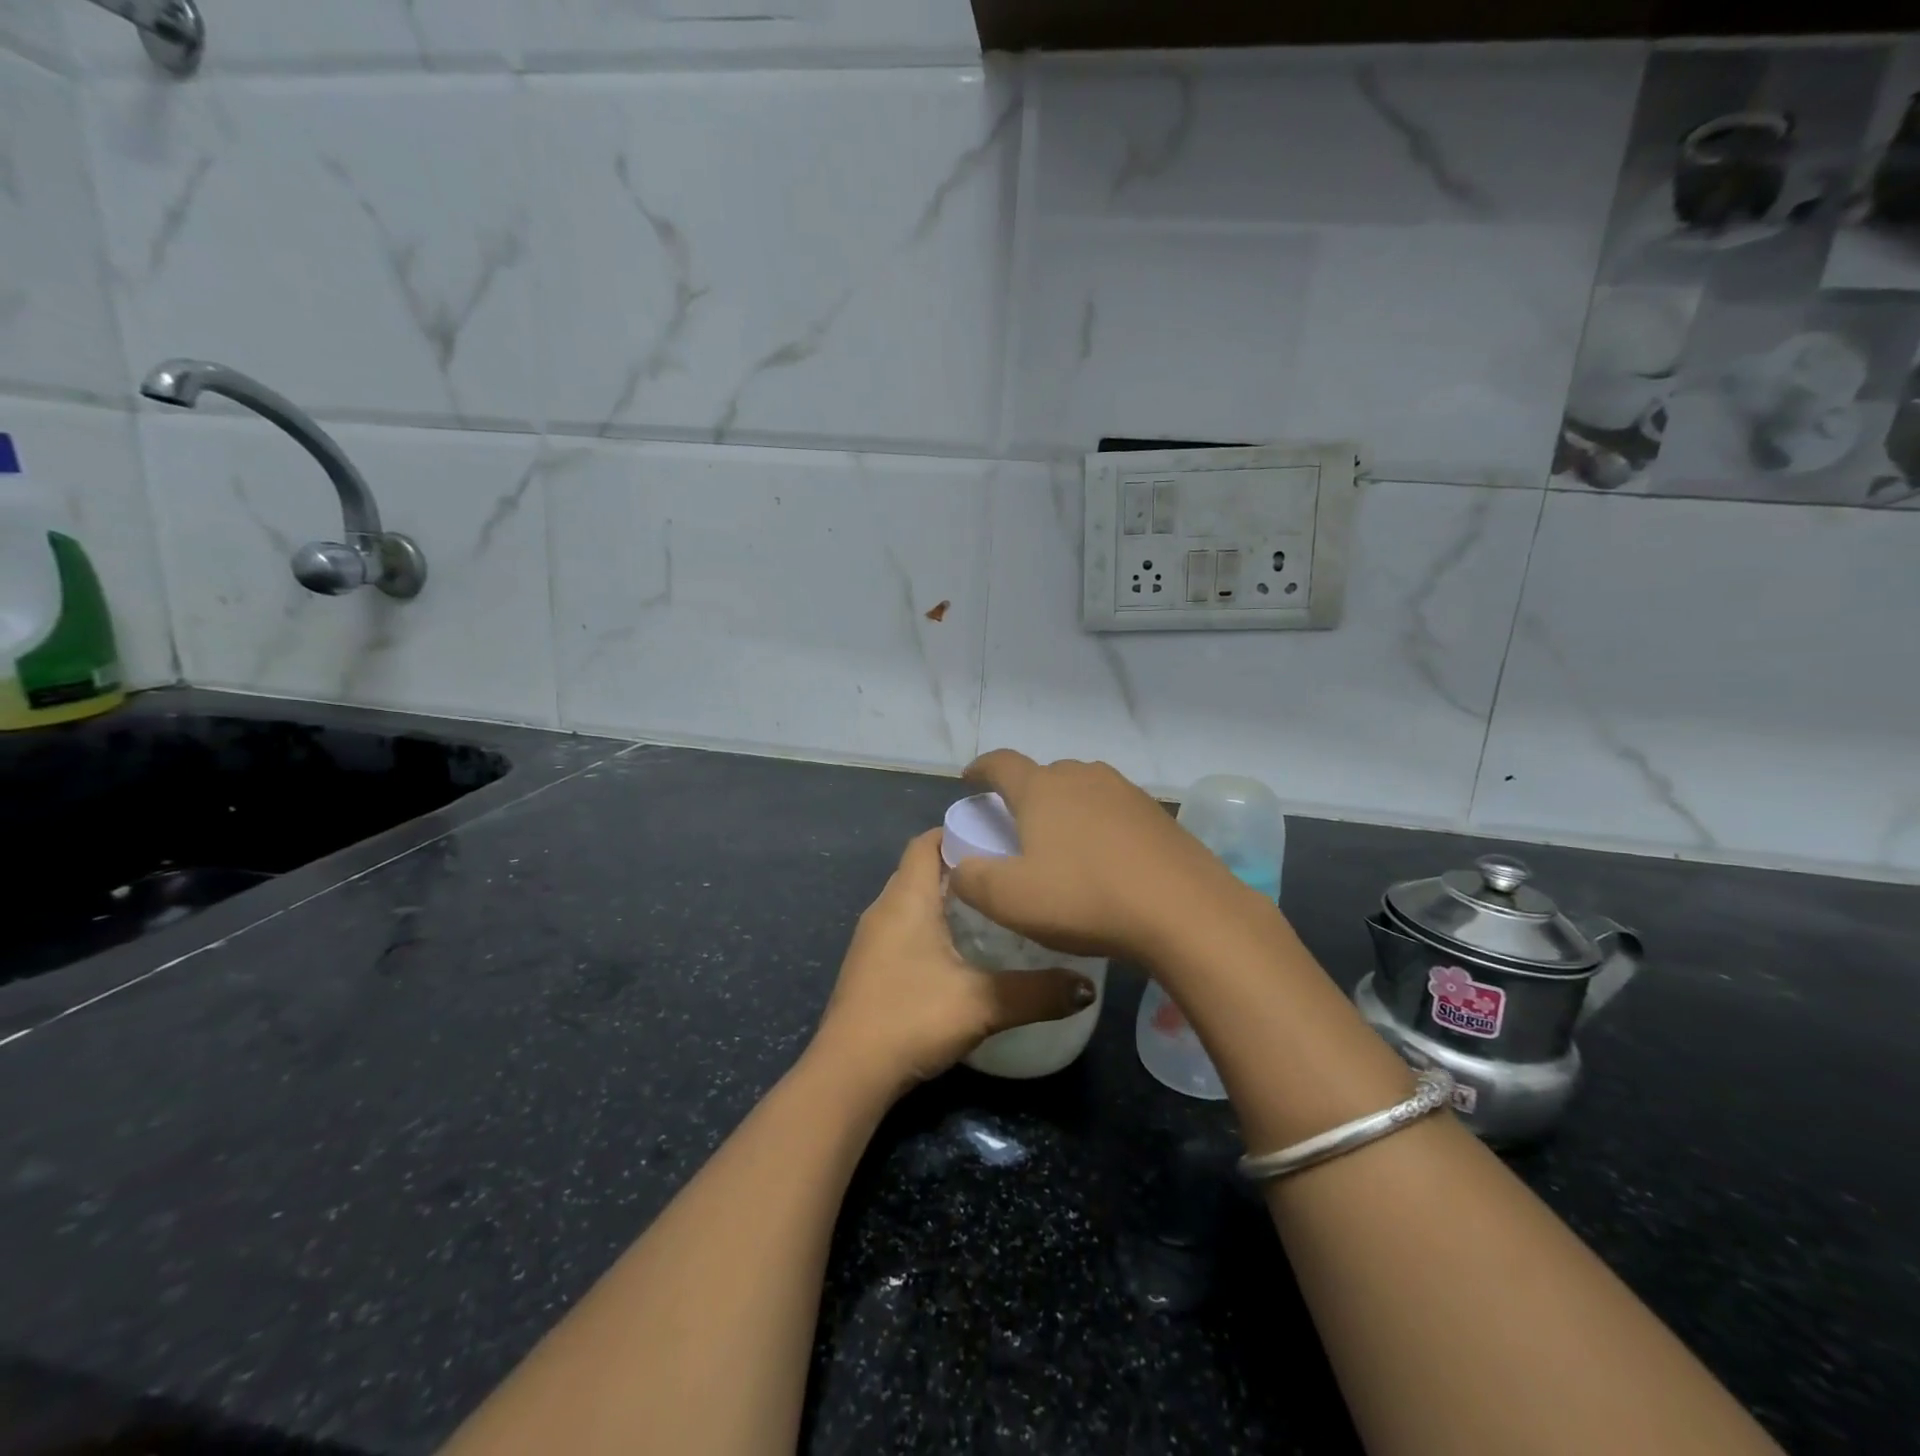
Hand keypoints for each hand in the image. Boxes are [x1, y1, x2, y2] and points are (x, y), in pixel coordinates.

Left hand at [809, 829, 1096, 1095]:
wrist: (848, 1074)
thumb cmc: (911, 1019)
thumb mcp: (982, 1004)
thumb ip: (1037, 993)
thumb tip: (1088, 988)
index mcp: (906, 898)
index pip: (927, 842)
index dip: (959, 831)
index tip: (999, 837)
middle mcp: (884, 908)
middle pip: (922, 869)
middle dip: (962, 866)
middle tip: (1007, 874)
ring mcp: (872, 939)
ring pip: (912, 900)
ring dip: (947, 899)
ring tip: (994, 909)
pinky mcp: (870, 966)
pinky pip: (904, 927)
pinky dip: (932, 925)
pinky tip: (962, 951)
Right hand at [949, 750, 1236, 961]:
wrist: (1183, 910)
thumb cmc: (1084, 898)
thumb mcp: (1010, 900)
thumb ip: (971, 880)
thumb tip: (959, 867)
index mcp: (1041, 788)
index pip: (1000, 764)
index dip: (980, 769)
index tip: (970, 778)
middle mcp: (1082, 776)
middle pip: (1043, 775)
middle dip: (1026, 794)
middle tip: (1018, 827)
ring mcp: (1124, 791)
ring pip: (1082, 789)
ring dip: (1065, 808)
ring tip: (1063, 843)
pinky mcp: (1156, 813)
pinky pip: (1113, 810)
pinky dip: (1099, 825)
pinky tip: (1105, 859)